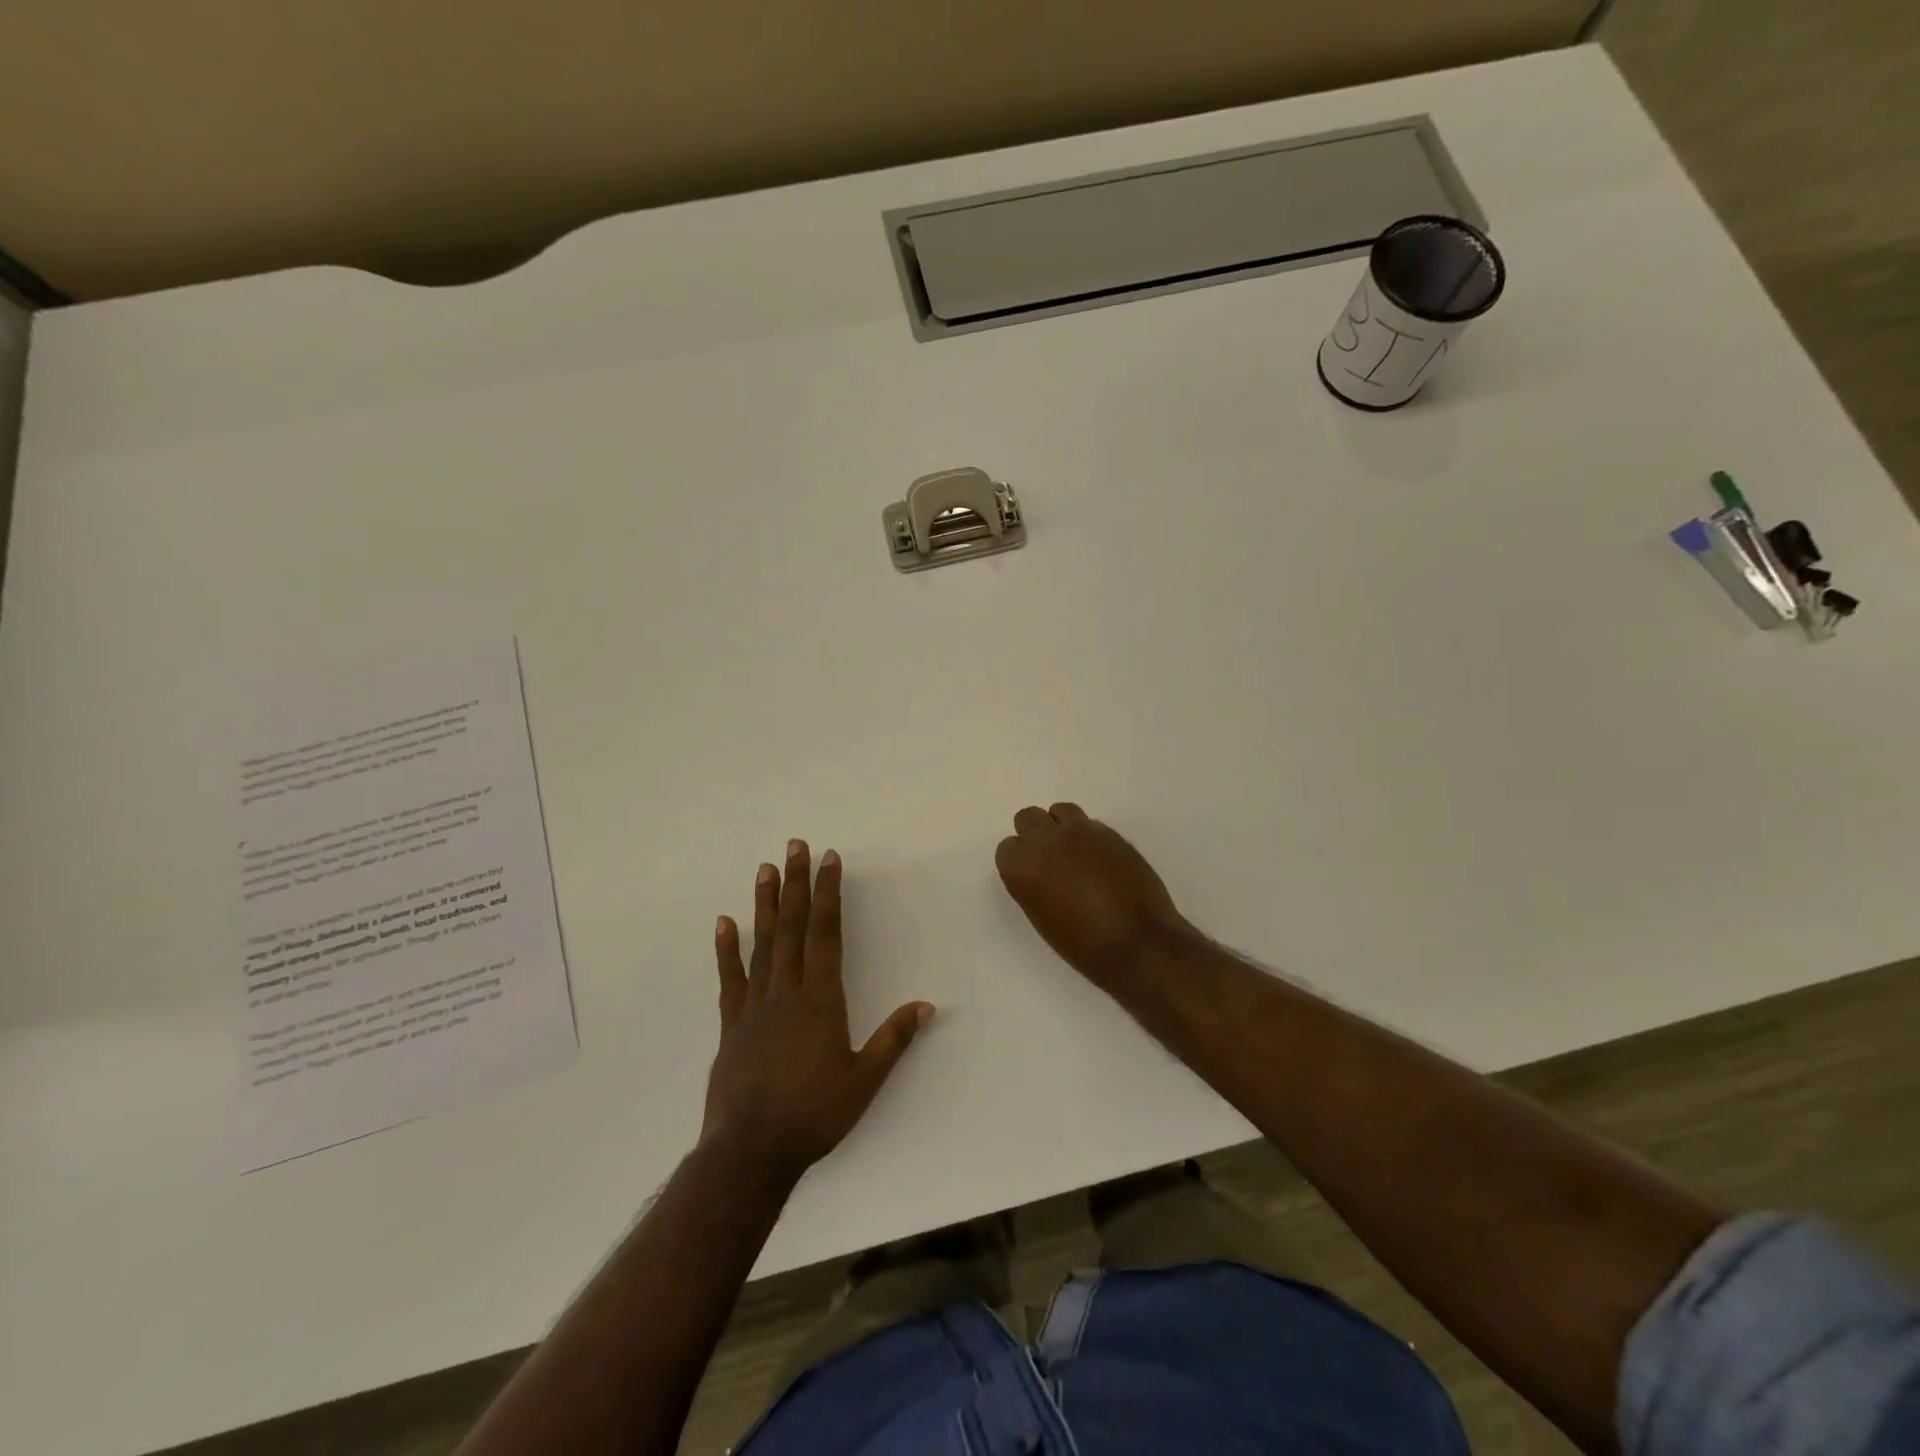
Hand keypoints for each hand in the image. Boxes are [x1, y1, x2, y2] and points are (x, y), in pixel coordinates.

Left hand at [702, 839, 933, 1189]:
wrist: (751, 1151)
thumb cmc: (814, 1115)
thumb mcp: (864, 1081)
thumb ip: (894, 1039)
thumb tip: (925, 1005)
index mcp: (821, 999)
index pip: (826, 933)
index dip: (829, 894)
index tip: (828, 860)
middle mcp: (787, 992)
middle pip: (793, 927)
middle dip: (796, 884)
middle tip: (795, 846)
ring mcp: (755, 1005)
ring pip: (762, 944)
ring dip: (765, 904)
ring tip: (765, 869)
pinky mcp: (732, 1024)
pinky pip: (730, 978)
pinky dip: (727, 949)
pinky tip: (725, 923)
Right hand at [995, 803, 1191, 981]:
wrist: (1138, 943)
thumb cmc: (1083, 945)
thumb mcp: (1042, 918)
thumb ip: (1033, 886)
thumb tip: (1041, 874)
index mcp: (1023, 867)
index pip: (1007, 848)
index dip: (1019, 861)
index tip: (1031, 876)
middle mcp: (1047, 841)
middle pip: (1028, 817)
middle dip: (1035, 834)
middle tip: (1050, 859)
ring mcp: (1081, 832)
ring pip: (1060, 810)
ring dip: (1062, 827)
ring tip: (1076, 852)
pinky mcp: (1111, 833)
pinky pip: (1090, 824)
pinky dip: (1090, 837)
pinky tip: (1101, 860)